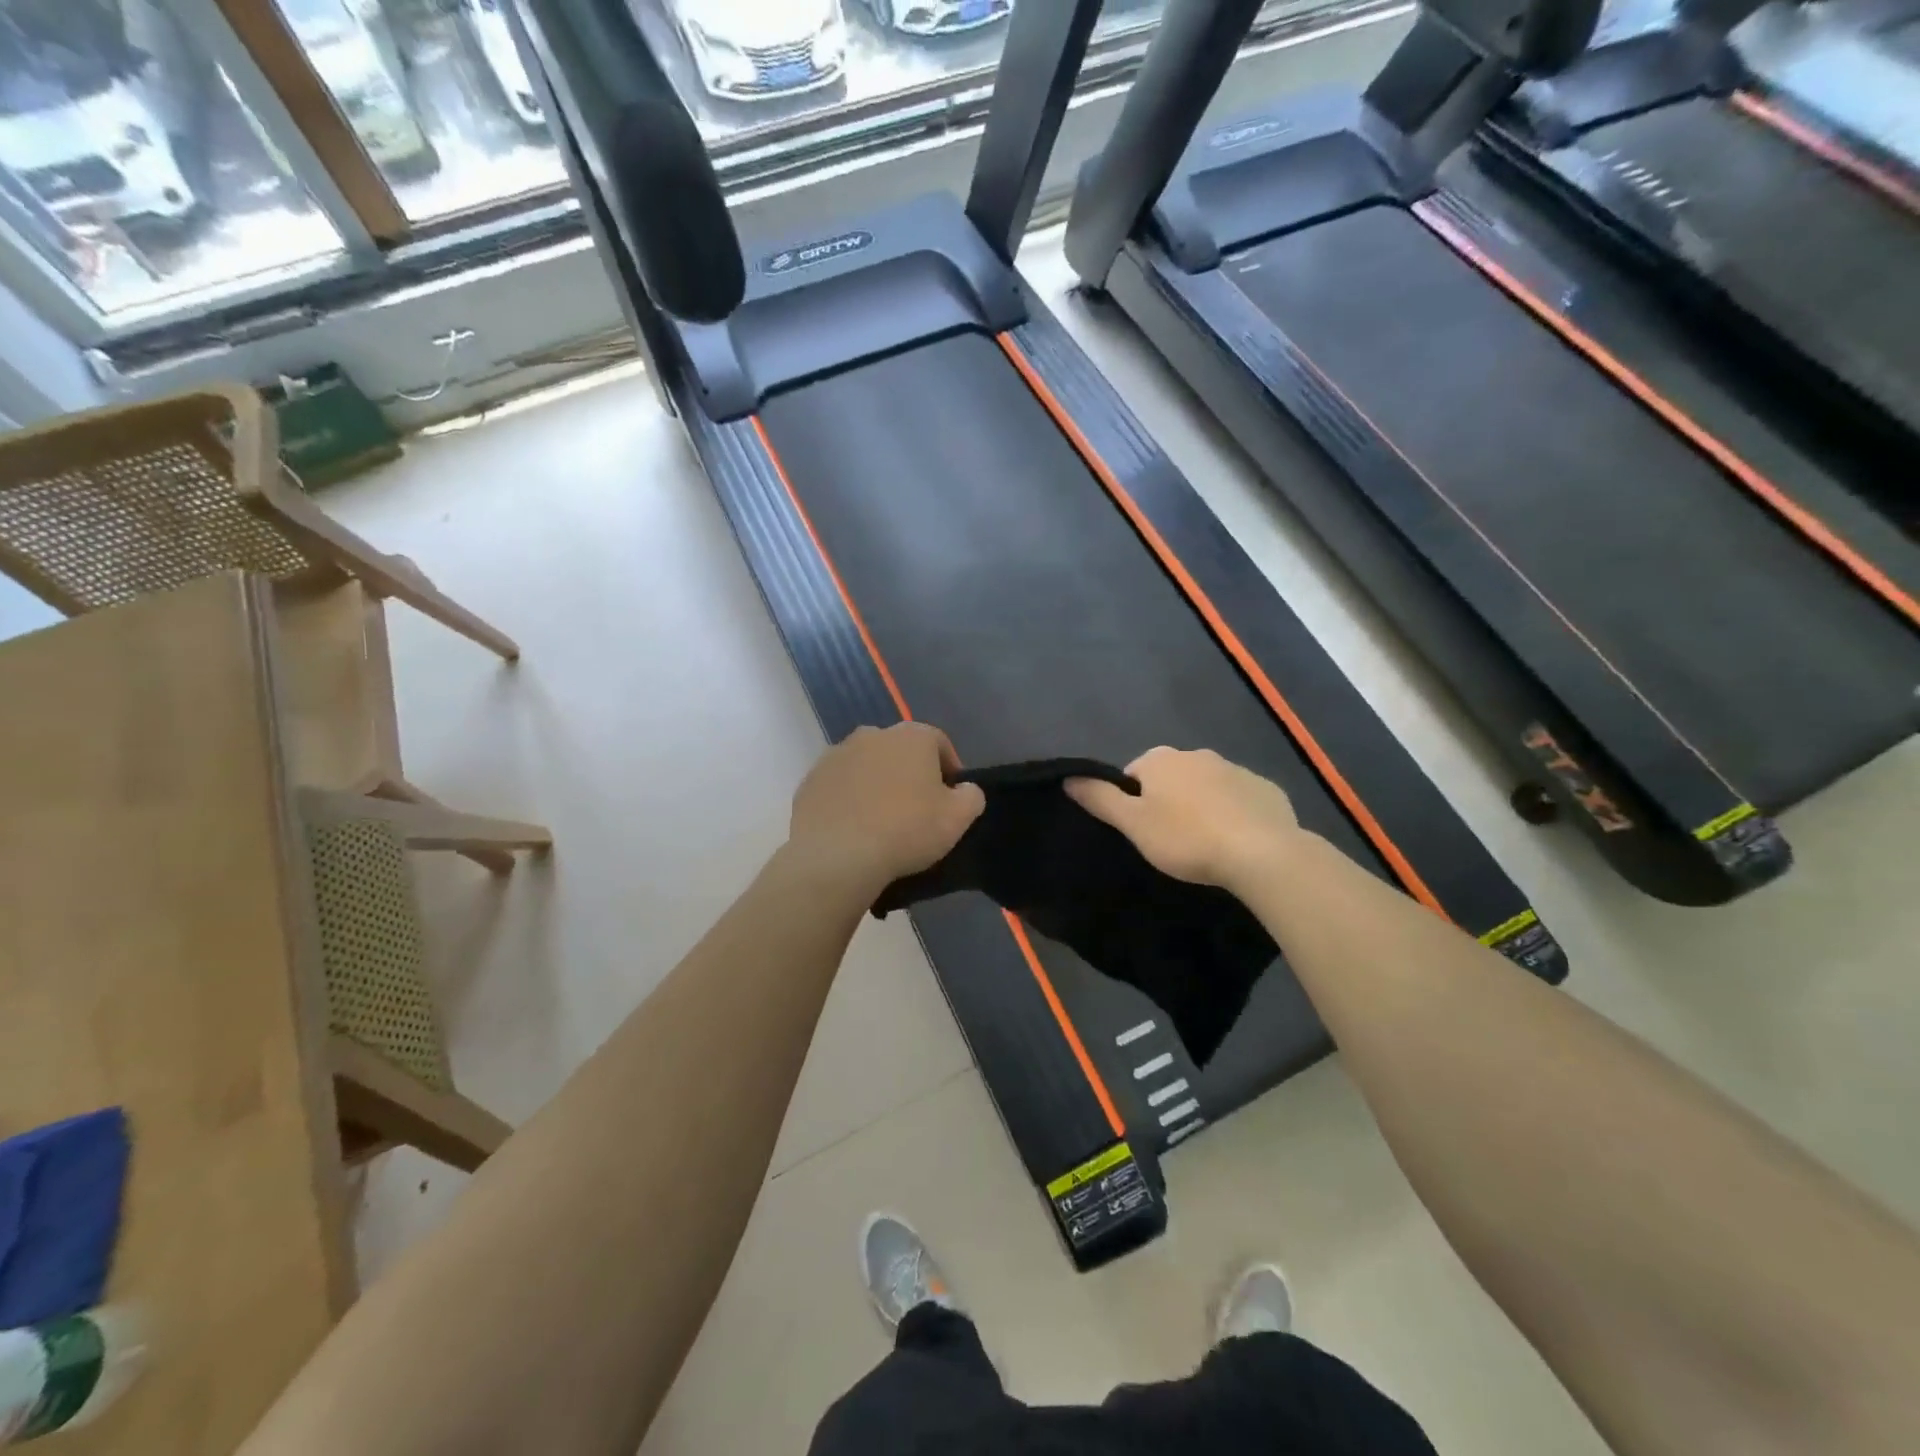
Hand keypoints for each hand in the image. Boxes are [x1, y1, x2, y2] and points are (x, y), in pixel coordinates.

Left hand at [787, 724, 985, 895]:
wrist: (837, 855)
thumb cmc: (906, 830)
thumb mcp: (958, 819)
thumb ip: (971, 796)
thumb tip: (965, 788)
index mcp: (912, 736)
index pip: (939, 743)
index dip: (948, 769)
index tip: (949, 799)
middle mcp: (873, 734)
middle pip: (900, 751)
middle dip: (910, 773)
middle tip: (915, 809)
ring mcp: (837, 754)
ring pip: (867, 765)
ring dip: (876, 784)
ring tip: (881, 820)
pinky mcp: (811, 779)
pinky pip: (839, 785)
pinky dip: (848, 799)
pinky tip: (853, 827)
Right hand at [1066, 747, 1302, 890]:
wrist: (1261, 853)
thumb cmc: (1186, 838)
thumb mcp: (1133, 824)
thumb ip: (1100, 799)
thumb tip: (1069, 777)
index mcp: (1161, 759)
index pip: (1134, 773)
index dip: (1133, 802)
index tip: (1141, 831)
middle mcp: (1198, 754)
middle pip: (1171, 777)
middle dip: (1169, 801)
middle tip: (1171, 840)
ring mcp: (1236, 769)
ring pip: (1207, 786)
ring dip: (1202, 806)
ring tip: (1205, 844)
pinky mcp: (1267, 789)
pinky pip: (1241, 799)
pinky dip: (1235, 814)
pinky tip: (1237, 842)